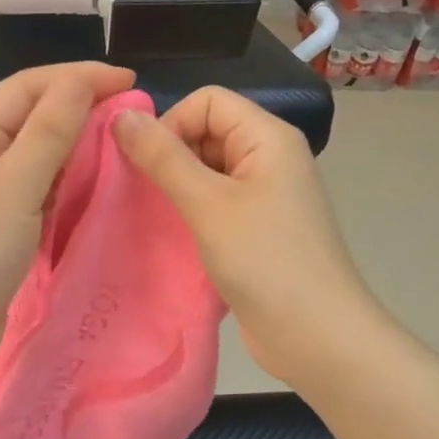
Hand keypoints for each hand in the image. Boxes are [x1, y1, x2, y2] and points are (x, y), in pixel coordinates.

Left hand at [0, 62, 135, 392]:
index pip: (29, 86)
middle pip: (33, 117)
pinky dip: (65, 186)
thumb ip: (50, 131)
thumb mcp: (14, 184)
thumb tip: (82, 82)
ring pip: (38, 157)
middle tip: (133, 117)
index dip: (80, 78)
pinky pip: (37, 192)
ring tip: (121, 148)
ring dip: (76, 149)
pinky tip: (93, 188)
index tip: (132, 82)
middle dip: (81, 111)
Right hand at [114, 86, 374, 386]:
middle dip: (171, 154)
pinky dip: (190, 210)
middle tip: (144, 193)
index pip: (207, 101)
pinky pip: (215, 200)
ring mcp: (265, 194)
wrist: (317, 337)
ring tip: (155, 215)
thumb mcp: (208, 204)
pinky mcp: (257, 227)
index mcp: (268, 137)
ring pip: (207, 168)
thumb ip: (163, 157)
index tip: (148, 164)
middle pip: (207, 130)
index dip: (172, 122)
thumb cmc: (265, 261)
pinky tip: (172, 235)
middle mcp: (269, 157)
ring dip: (177, 185)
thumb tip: (121, 115)